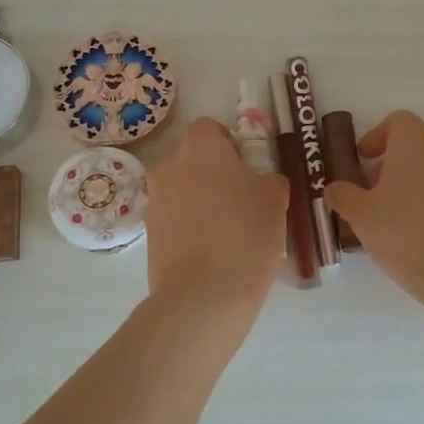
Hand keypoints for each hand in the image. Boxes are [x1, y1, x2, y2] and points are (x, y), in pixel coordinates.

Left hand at [144, 117, 288, 315]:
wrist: (204, 294)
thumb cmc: (246, 234)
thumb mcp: (275, 198)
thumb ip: (267, 178)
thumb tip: (258, 181)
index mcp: (200, 146)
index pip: (211, 128)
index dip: (231, 145)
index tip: (248, 169)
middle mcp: (168, 164)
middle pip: (192, 157)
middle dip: (213, 171)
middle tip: (241, 199)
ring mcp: (154, 199)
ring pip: (181, 188)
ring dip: (200, 199)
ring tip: (226, 230)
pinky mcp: (148, 232)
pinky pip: (174, 216)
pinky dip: (189, 225)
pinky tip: (211, 251)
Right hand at [323, 110, 423, 299]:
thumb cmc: (404, 231)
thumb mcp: (361, 215)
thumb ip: (344, 196)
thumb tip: (335, 188)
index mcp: (416, 140)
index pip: (397, 121)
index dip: (376, 137)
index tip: (363, 161)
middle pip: (416, 143)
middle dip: (392, 162)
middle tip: (372, 192)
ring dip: (413, 182)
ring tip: (393, 216)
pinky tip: (417, 231)